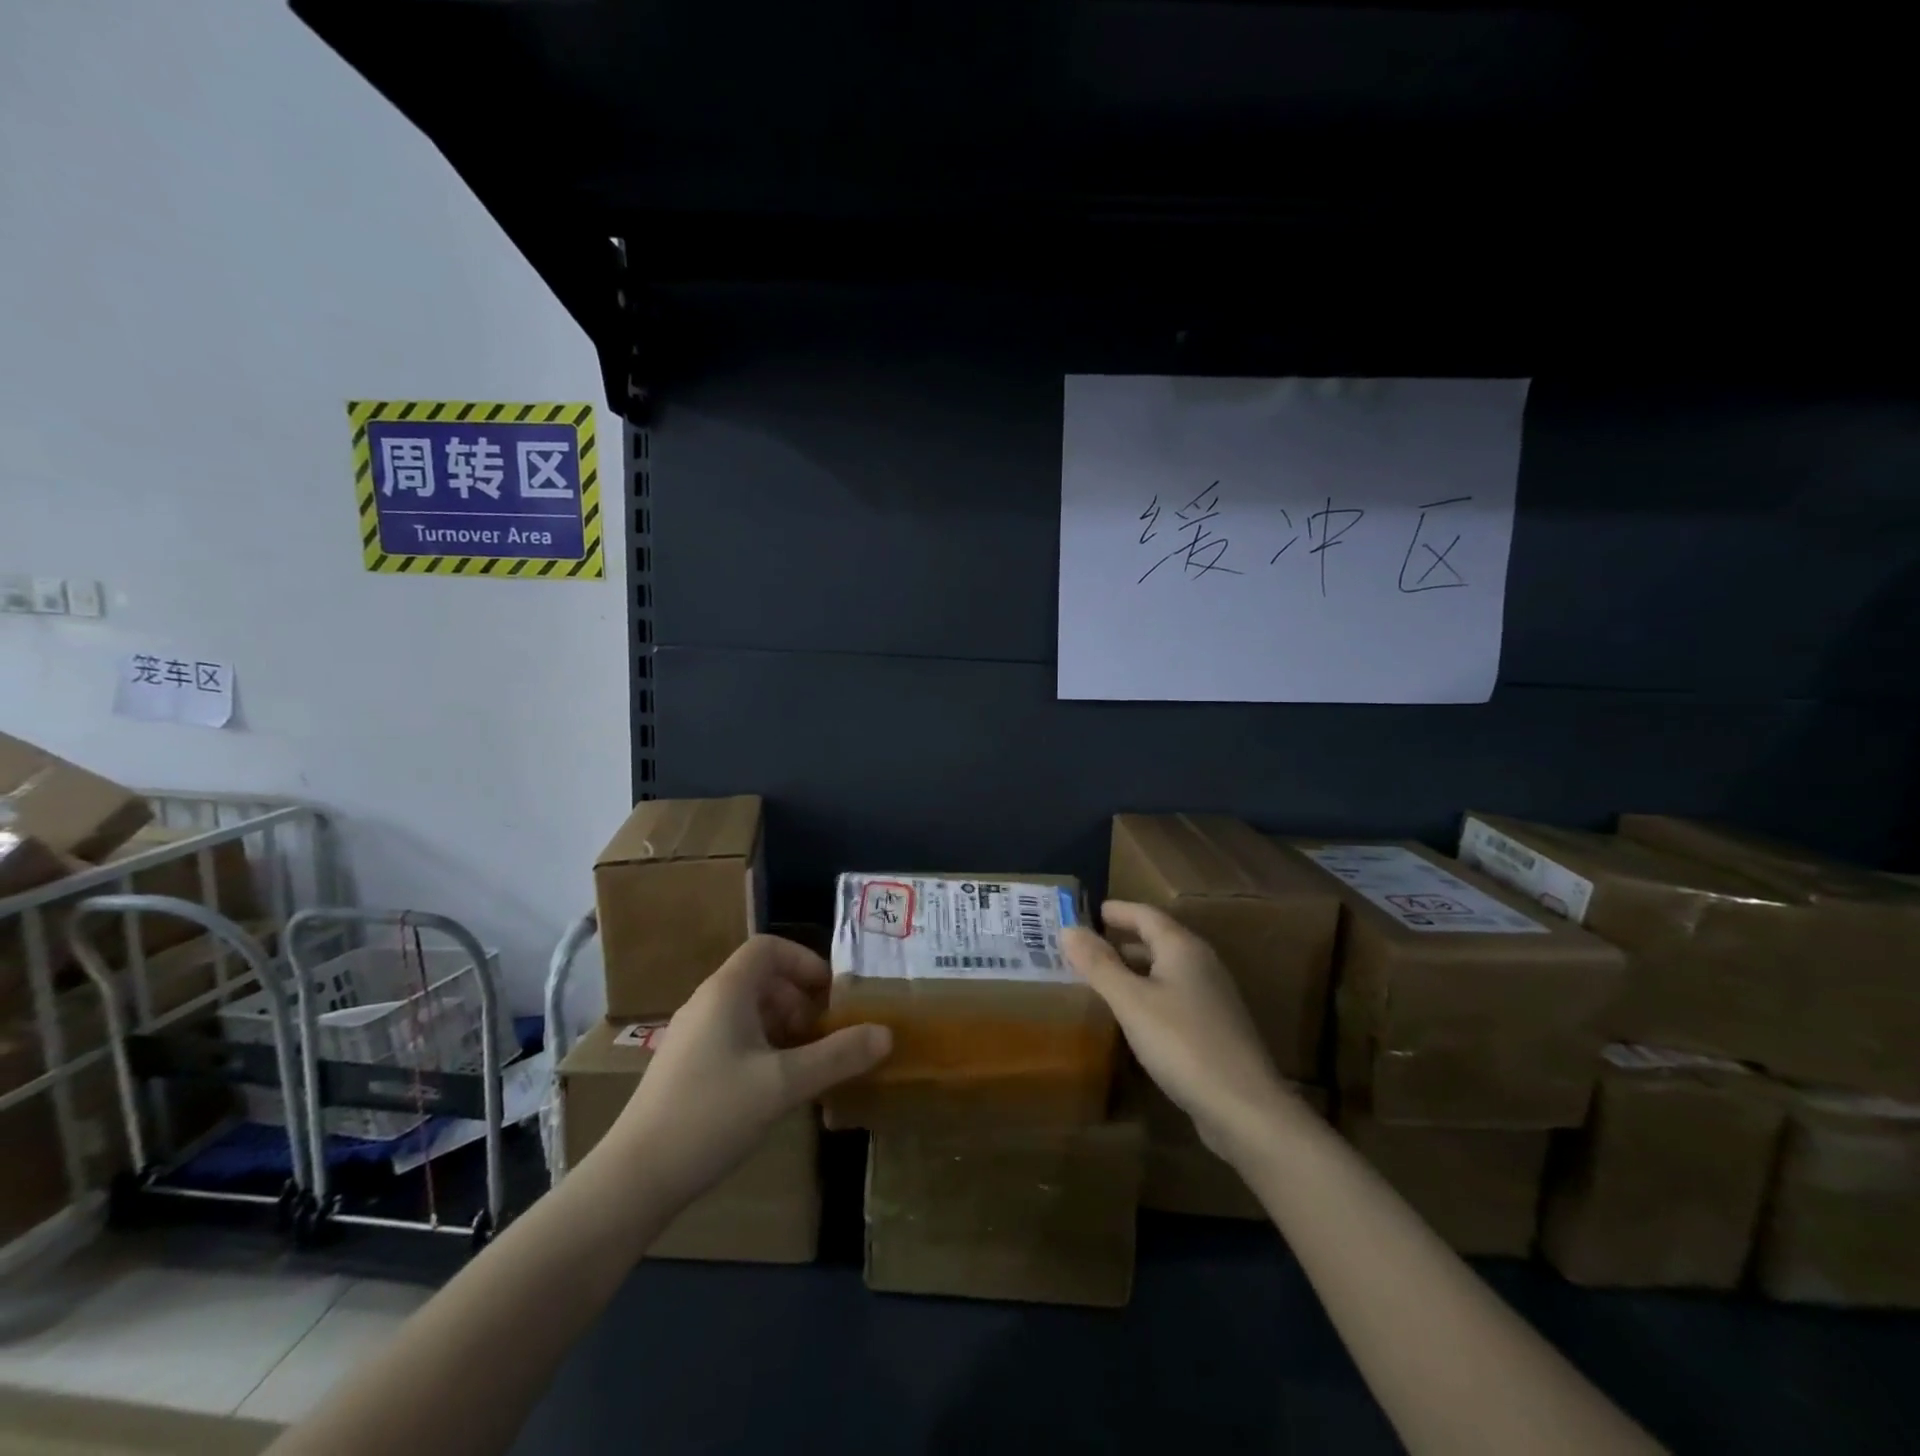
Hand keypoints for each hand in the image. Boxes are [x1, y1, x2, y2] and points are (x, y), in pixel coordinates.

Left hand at [603, 935, 890, 1206]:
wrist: (633, 1179)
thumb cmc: (711, 1115)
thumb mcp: (784, 1085)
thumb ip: (838, 1055)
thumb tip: (887, 1033)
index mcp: (726, 991)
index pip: (768, 948)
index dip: (805, 962)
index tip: (832, 995)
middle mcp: (707, 1003)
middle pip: (762, 978)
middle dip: (800, 1000)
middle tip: (826, 1034)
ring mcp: (692, 1035)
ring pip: (749, 1011)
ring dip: (784, 1026)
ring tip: (808, 1063)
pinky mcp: (686, 1066)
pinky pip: (734, 1037)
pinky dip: (763, 1048)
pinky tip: (775, 1088)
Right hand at [1063, 901, 1296, 1159]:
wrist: (1244, 1107)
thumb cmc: (1182, 1043)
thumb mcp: (1131, 1001)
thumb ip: (1099, 964)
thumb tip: (1069, 928)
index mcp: (1183, 947)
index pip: (1145, 914)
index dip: (1116, 911)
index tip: (1087, 911)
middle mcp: (1201, 963)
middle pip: (1157, 939)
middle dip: (1122, 939)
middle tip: (1086, 946)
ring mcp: (1212, 997)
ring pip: (1165, 969)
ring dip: (1134, 968)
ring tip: (1101, 978)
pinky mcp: (1215, 1027)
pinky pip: (1173, 996)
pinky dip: (1148, 994)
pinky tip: (1132, 1015)